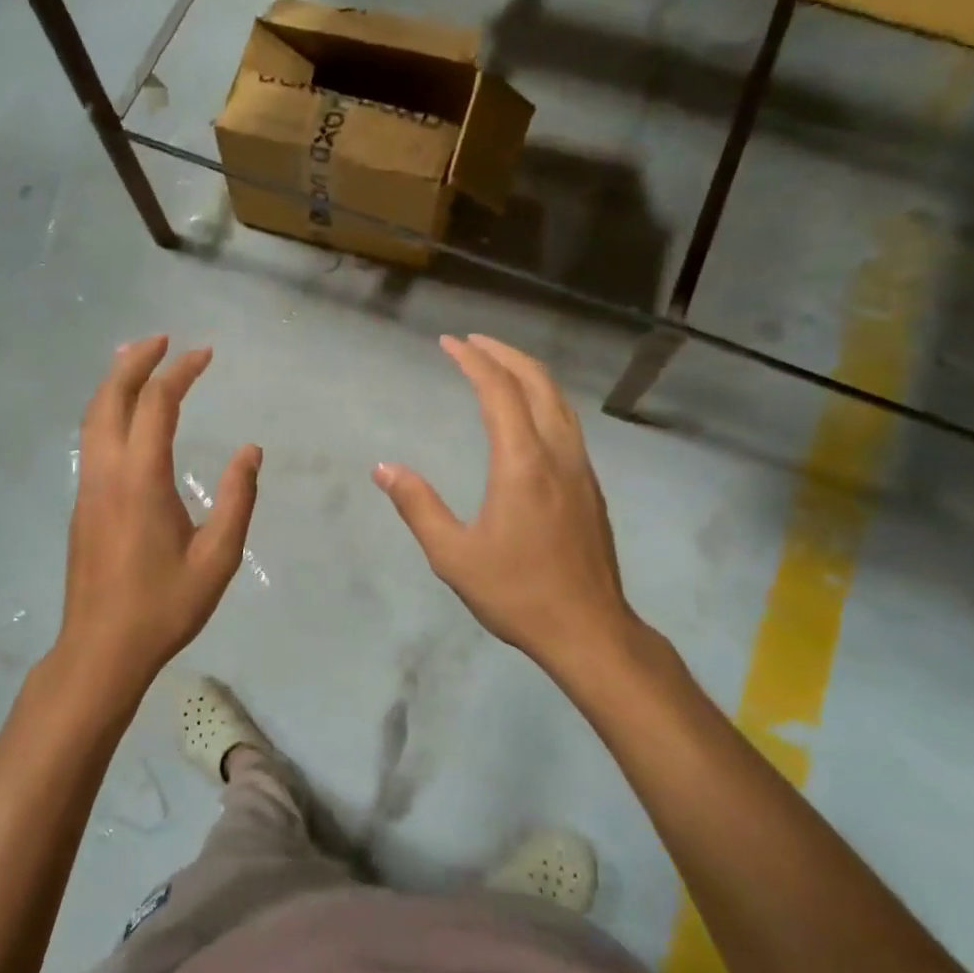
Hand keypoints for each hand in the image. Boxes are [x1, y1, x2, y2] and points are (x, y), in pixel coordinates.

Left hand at [55, 337, 259, 699]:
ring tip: (137, 360)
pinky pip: (91, 438)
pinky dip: (107, 409)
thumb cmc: (164, 606)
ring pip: (92, 416)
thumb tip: (250, 451)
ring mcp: (87, 487)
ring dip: (115, 382)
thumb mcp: (217, 558)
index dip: (181, 371)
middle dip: (134, 360)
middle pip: (110, 397)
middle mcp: (106, 472)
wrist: (101, 650)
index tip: (205, 353)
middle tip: (163, 339)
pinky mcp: (82, 504)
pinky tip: (125, 416)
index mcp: (140, 480)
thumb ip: (237, 499)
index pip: (157, 404)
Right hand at [375, 334, 637, 678]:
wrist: (589, 630)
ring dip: (528, 374)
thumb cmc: (517, 593)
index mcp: (522, 463)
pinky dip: (543, 400)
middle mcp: (557, 454)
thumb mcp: (453, 555)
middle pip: (537, 383)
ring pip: (559, 401)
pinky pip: (567, 423)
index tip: (449, 343)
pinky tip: (527, 416)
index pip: (499, 391)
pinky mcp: (590, 487)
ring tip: (499, 366)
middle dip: (504, 354)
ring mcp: (580, 469)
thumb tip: (383, 468)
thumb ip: (417, 506)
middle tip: (473, 342)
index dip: (473, 361)